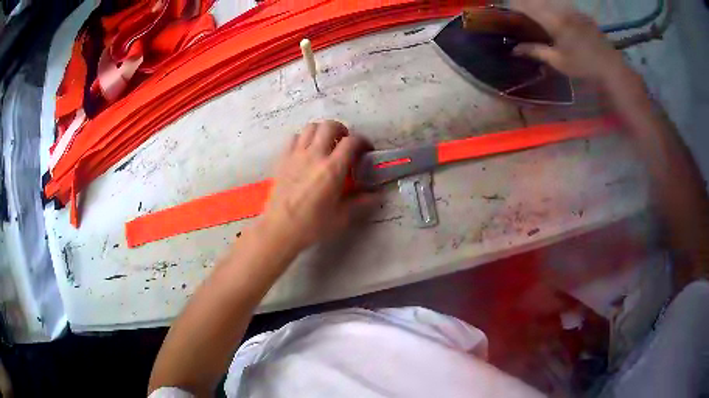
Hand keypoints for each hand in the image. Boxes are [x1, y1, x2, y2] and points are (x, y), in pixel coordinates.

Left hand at [260, 120, 379, 251]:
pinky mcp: (283, 159)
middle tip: (345, 143)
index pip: (352, 141)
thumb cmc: (312, 225)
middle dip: (342, 130)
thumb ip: (361, 203)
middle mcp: (314, 155)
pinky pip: (294, 137)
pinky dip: (303, 138)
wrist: (279, 229)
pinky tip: (306, 151)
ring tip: (326, 144)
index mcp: (332, 169)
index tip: (366, 150)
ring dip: (322, 131)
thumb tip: (377, 195)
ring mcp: (296, 155)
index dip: (363, 141)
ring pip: (311, 127)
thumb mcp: (342, 217)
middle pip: (330, 125)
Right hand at [510, 0, 634, 84]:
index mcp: (554, 21)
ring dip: (541, 4)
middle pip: (538, 0)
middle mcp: (562, 11)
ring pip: (552, 1)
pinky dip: (556, 8)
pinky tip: (557, 18)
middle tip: (521, 11)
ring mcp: (574, 11)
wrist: (611, 68)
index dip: (515, 6)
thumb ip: (536, 51)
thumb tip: (515, 49)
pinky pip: (564, 5)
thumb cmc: (584, 67)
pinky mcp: (582, 15)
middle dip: (527, 3)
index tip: (508, 11)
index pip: (528, 6)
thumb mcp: (558, 62)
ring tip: (538, 14)